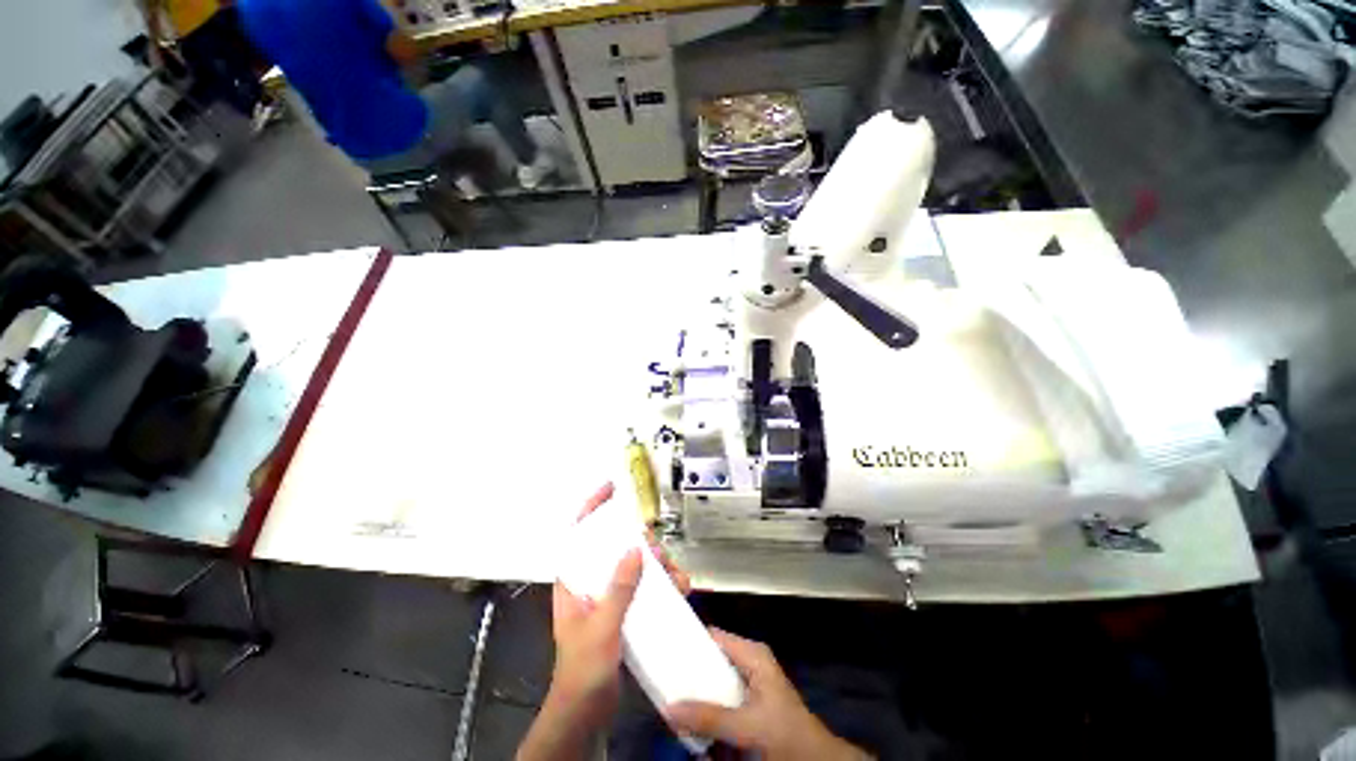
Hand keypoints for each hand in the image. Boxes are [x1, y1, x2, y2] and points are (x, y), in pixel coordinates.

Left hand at [517, 482, 690, 760]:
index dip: (591, 508)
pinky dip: (662, 583)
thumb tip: (636, 549)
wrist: (587, 713)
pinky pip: (645, 587)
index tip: (610, 489)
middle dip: (639, 542)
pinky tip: (680, 588)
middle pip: (614, 546)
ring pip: (634, 565)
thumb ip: (618, 590)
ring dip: (657, 564)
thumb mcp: (599, 628)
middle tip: (657, 549)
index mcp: (573, 581)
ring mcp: (609, 597)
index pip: (577, 534)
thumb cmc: (582, 670)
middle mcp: (591, 583)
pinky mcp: (625, 611)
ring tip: (675, 574)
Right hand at [667, 629, 869, 759]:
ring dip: (696, 696)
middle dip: (689, 674)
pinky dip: (707, 710)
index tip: (664, 650)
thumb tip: (669, 708)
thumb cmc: (785, 733)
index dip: (689, 640)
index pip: (713, 636)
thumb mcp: (747, 724)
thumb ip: (710, 717)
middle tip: (663, 683)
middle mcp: (748, 661)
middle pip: (710, 659)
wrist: (814, 760)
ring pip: (713, 682)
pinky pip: (720, 700)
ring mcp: (748, 682)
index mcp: (751, 653)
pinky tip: (693, 722)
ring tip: (672, 702)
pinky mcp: (748, 703)